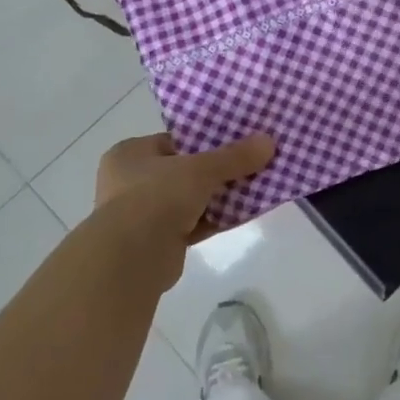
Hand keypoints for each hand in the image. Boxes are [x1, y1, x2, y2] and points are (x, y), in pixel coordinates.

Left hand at [94, 131, 275, 249]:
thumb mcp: (200, 169)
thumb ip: (234, 157)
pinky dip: (216, 219)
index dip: (206, 140)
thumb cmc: (156, 197)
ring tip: (255, 186)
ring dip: (219, 196)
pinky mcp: (158, 242)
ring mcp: (142, 214)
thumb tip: (269, 141)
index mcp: (130, 154)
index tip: (237, 140)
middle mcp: (130, 182)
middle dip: (217, 170)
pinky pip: (194, 223)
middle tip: (251, 163)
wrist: (131, 259)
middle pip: (184, 170)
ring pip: (191, 199)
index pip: (174, 141)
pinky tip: (245, 213)